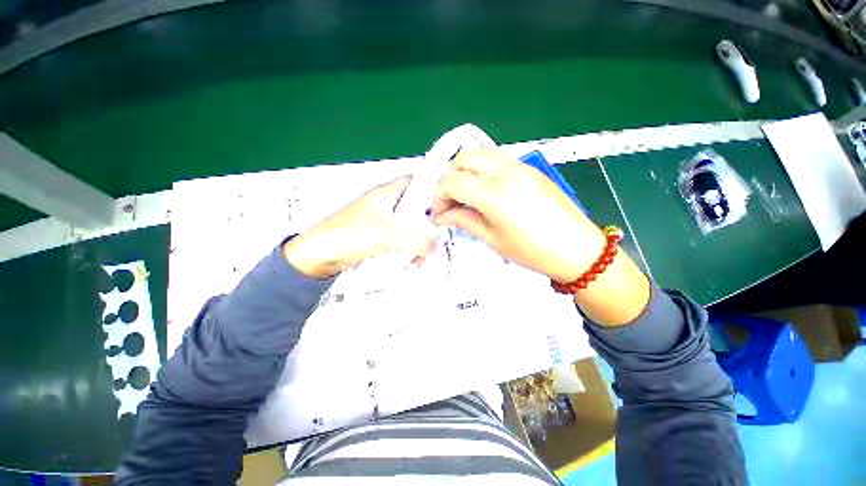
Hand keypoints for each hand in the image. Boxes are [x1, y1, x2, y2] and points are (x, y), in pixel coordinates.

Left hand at [284, 177, 434, 279]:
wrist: (319, 256)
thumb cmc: (349, 235)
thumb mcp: (388, 235)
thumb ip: (415, 240)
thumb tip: (434, 247)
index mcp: (386, 194)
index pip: (413, 182)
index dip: (429, 188)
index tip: (443, 202)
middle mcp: (384, 205)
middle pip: (413, 207)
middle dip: (426, 221)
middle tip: (437, 233)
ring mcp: (381, 222)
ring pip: (407, 226)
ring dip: (417, 240)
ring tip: (423, 254)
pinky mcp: (377, 238)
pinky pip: (399, 240)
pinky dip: (407, 249)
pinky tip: (411, 261)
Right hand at [431, 148, 649, 325]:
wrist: (577, 249)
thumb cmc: (532, 251)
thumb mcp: (492, 239)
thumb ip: (463, 220)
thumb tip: (441, 215)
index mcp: (495, 194)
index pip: (453, 181)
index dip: (439, 195)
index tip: (438, 212)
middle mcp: (506, 172)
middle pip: (464, 158)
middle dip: (449, 176)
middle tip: (450, 200)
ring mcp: (520, 166)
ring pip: (480, 154)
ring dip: (465, 170)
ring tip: (465, 194)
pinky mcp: (529, 168)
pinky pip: (497, 159)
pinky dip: (482, 170)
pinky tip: (484, 190)